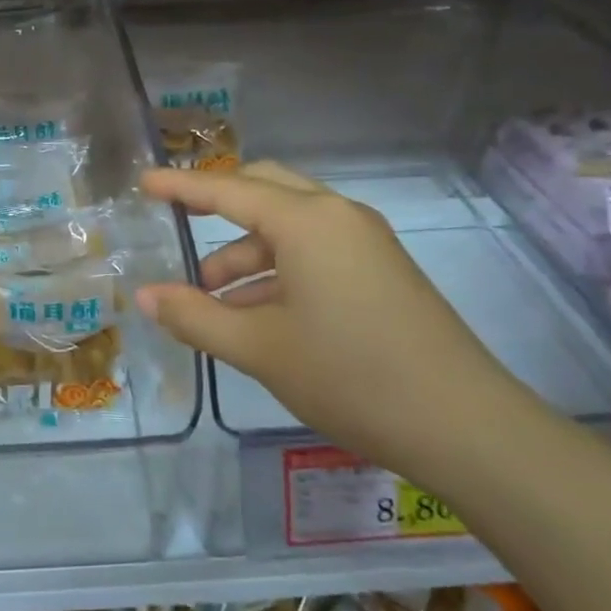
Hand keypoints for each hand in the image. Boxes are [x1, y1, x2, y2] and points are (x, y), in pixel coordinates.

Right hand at [137, 162, 527, 481]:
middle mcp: (337, 216)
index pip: (227, 189)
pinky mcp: (381, 271)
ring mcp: (365, 242)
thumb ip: (194, 316)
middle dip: (216, 207)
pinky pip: (314, 251)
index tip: (144, 182)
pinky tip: (255, 313)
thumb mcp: (258, 348)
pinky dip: (277, 269)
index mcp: (306, 221)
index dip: (181, 186)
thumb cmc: (350, 376)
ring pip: (289, 226)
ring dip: (245, 251)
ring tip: (210, 299)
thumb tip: (145, 296)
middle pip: (264, 190)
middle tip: (177, 227)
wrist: (466, 427)